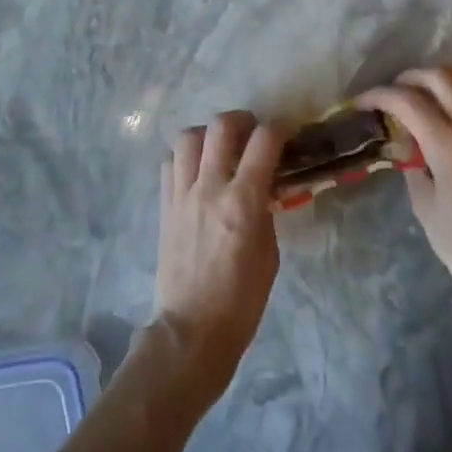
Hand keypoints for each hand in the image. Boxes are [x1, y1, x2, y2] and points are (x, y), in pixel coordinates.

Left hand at [154, 111, 285, 395]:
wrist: (191, 331)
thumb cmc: (241, 301)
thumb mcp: (269, 254)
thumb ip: (265, 212)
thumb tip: (263, 189)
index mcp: (243, 201)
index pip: (264, 141)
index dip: (280, 129)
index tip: (287, 133)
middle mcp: (210, 187)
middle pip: (221, 126)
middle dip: (242, 120)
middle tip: (252, 133)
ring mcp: (182, 194)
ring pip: (188, 136)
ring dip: (208, 134)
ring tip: (220, 148)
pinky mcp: (164, 205)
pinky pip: (170, 163)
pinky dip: (184, 157)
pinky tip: (196, 171)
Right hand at [359, 68, 451, 339]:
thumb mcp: (423, 203)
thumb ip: (411, 161)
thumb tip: (403, 139)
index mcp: (450, 146)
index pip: (408, 101)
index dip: (379, 95)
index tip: (363, 103)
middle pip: (439, 77)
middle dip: (409, 79)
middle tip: (392, 94)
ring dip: (439, 78)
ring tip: (421, 94)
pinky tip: (449, 108)